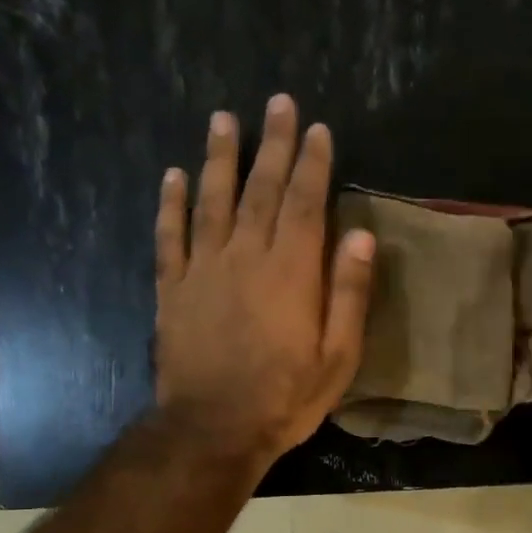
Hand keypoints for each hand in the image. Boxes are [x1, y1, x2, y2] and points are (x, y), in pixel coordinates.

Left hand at [154, 94, 375, 466]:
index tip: (317, 129)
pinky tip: (173, 175)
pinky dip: (171, 204)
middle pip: (261, 190)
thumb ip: (348, 294)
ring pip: (212, 200)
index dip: (313, 163)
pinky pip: (170, 237)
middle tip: (277, 103)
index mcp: (291, 272)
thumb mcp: (338, 357)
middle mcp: (246, 257)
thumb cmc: (285, 398)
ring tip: (223, 118)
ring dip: (219, 157)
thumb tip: (361, 237)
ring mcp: (204, 270)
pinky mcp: (173, 289)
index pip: (305, 203)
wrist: (214, 429)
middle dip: (273, 144)